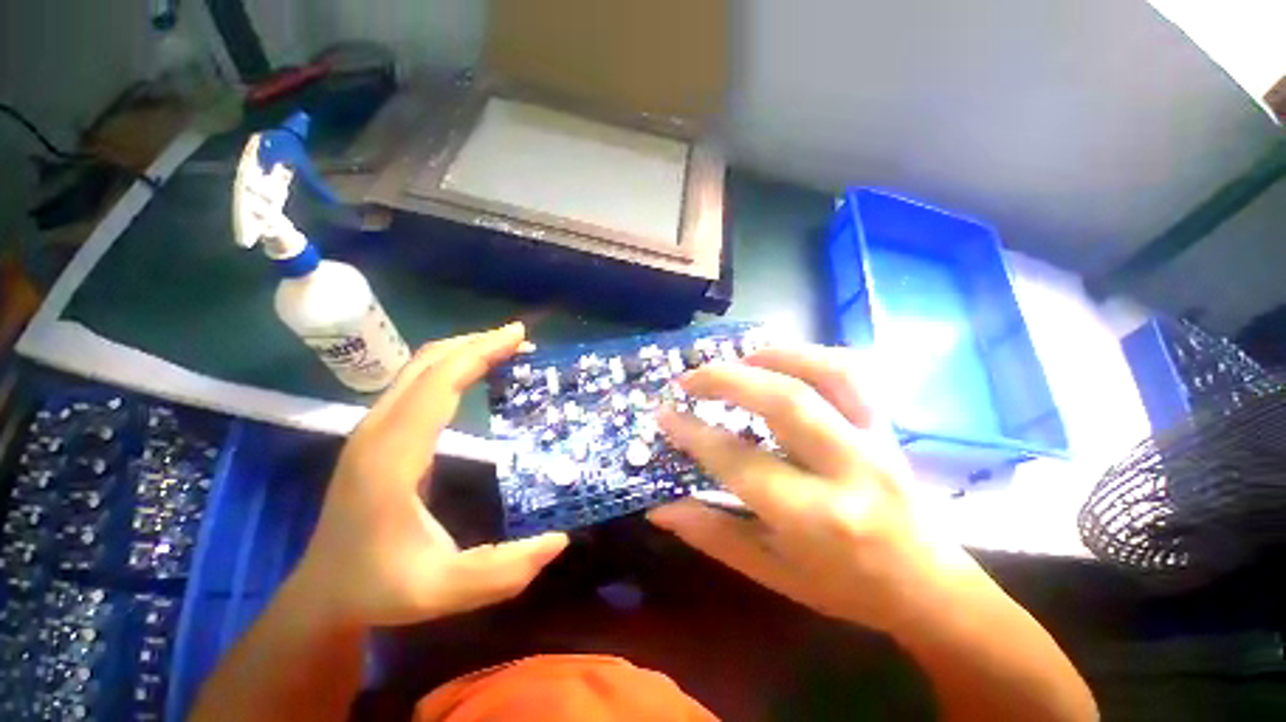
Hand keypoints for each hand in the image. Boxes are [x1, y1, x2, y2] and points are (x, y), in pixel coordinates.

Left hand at [291, 324, 567, 627]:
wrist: (324, 593)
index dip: (479, 353)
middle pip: (427, 364)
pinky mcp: (379, 433)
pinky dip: (451, 366)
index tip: (518, 336)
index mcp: (391, 456)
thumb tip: (559, 539)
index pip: (438, 384)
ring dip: (464, 350)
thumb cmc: (380, 588)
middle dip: (477, 343)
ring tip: (505, 348)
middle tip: (521, 338)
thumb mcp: (443, 591)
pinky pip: (417, 381)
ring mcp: (374, 429)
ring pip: (419, 367)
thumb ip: (502, 571)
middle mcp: (377, 431)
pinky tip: (475, 372)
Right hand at [649, 345, 970, 633]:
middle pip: (784, 401)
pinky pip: (856, 374)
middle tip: (690, 378)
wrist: (931, 588)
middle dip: (727, 380)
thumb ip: (713, 534)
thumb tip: (659, 511)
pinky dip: (813, 356)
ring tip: (737, 359)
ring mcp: (876, 439)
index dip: (694, 434)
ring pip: (828, 374)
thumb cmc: (846, 588)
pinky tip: (784, 362)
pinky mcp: (888, 425)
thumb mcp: (772, 573)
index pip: (739, 461)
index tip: (665, 415)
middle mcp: (848, 469)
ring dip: (773, 357)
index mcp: (814, 518)